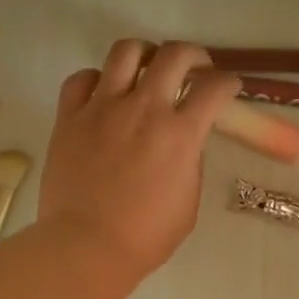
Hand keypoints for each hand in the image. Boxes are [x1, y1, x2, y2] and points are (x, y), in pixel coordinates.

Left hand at [38, 39, 240, 283]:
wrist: (86, 247)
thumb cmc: (146, 236)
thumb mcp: (188, 200)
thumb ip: (190, 161)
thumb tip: (185, 139)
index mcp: (180, 134)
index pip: (214, 88)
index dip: (229, 82)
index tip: (228, 87)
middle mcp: (143, 109)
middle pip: (174, 54)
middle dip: (193, 55)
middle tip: (194, 68)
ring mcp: (102, 108)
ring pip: (125, 51)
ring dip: (145, 54)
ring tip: (147, 68)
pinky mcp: (69, 117)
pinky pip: (81, 79)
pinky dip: (97, 79)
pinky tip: (103, 93)